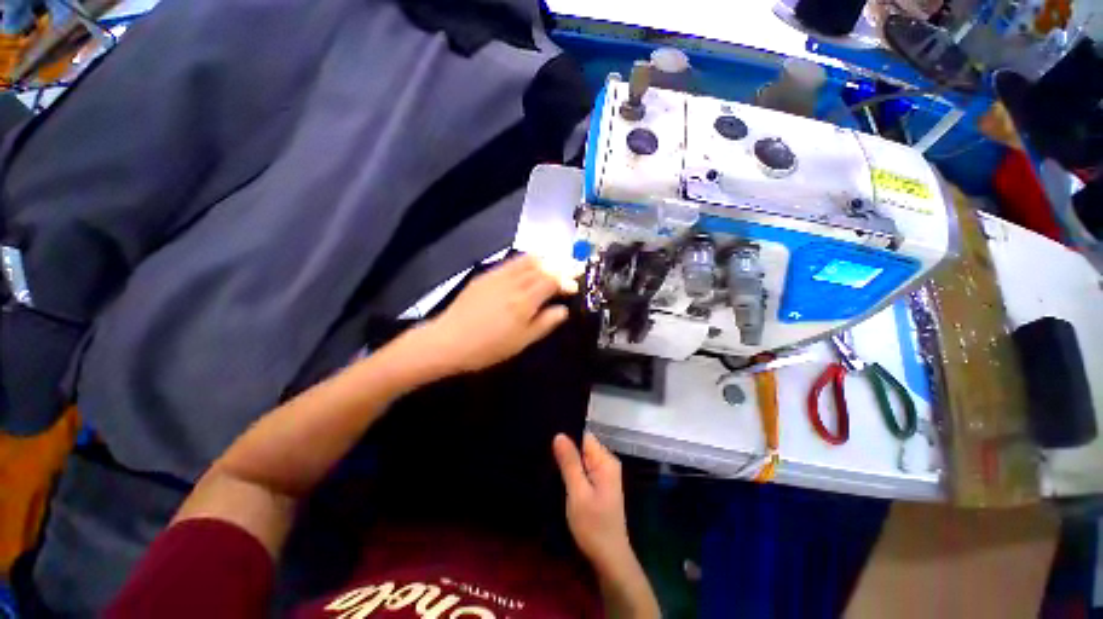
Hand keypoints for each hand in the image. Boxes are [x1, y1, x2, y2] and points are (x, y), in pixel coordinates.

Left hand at [409, 255, 576, 375]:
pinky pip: (511, 262)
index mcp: (524, 301)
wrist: (448, 340)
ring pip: (527, 260)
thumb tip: (563, 310)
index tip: (575, 284)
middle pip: (542, 267)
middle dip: (560, 265)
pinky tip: (530, 264)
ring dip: (545, 259)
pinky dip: (526, 260)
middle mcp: (513, 282)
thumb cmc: (488, 347)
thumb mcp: (522, 341)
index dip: (566, 280)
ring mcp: (498, 276)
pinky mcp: (485, 275)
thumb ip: (545, 323)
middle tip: (574, 265)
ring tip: (556, 260)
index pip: (552, 281)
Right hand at [553, 433, 632, 570]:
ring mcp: (605, 475)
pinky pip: (584, 470)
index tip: (548, 441)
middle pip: (583, 446)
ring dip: (568, 463)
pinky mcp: (601, 485)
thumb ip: (569, 463)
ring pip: (582, 459)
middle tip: (545, 455)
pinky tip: (559, 477)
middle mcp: (607, 463)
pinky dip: (573, 472)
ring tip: (549, 464)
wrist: (609, 559)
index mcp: (605, 461)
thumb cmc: (593, 526)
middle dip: (566, 451)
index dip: (567, 437)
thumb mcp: (578, 493)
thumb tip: (559, 434)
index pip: (584, 437)